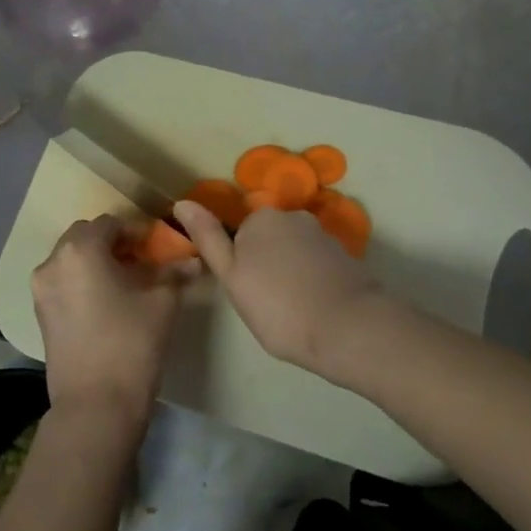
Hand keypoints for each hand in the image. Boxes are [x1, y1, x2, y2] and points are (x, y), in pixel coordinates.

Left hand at [31, 215, 196, 438]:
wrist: (96, 405)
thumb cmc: (131, 343)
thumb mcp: (162, 302)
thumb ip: (175, 273)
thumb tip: (194, 260)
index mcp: (81, 250)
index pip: (111, 223)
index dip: (136, 231)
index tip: (157, 247)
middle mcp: (53, 262)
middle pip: (85, 237)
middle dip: (113, 243)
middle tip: (141, 261)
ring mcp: (42, 290)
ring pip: (71, 260)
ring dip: (97, 261)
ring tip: (126, 282)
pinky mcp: (40, 314)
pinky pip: (63, 282)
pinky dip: (83, 281)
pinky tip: (107, 302)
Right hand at [173, 201, 379, 380]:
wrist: (348, 328)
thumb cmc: (278, 307)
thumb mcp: (232, 277)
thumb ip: (208, 238)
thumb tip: (182, 203)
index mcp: (261, 218)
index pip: (238, 236)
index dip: (239, 266)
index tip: (247, 293)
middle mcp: (293, 216)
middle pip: (267, 240)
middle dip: (264, 264)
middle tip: (266, 304)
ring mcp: (322, 234)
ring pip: (293, 252)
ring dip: (289, 272)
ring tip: (293, 309)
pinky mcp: (344, 255)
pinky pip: (316, 263)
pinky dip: (312, 279)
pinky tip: (315, 305)